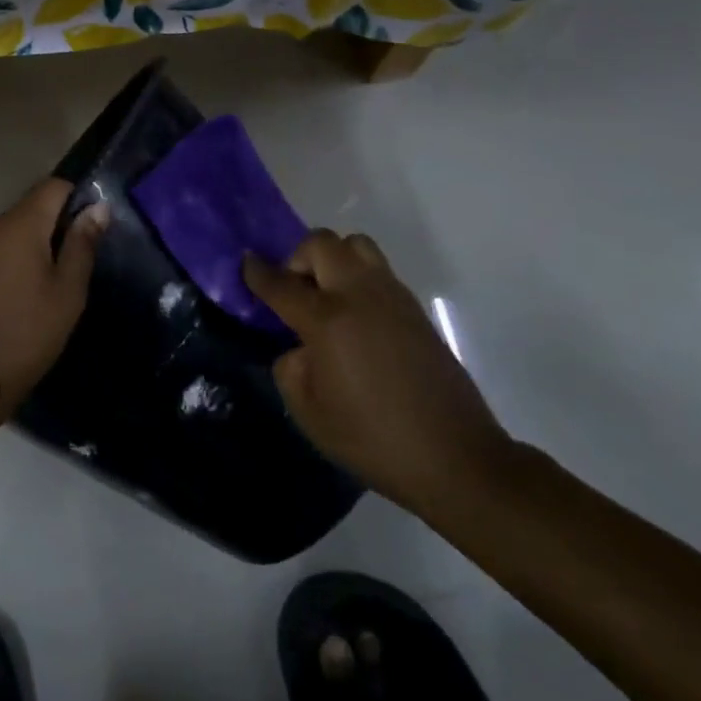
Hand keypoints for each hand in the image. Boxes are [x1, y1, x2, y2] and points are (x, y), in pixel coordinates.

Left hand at [0, 178, 107, 411]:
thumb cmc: (28, 334)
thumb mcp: (68, 291)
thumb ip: (82, 244)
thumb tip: (98, 207)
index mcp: (19, 226)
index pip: (52, 186)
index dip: (77, 197)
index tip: (93, 225)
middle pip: (31, 206)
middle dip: (57, 222)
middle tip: (78, 258)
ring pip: (12, 228)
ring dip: (35, 241)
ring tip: (53, 278)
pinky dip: (14, 256)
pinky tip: (24, 290)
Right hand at [245, 231, 514, 518]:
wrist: (455, 457)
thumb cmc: (372, 439)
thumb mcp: (309, 412)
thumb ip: (291, 366)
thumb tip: (299, 346)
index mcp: (327, 320)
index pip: (281, 282)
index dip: (257, 271)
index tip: (245, 262)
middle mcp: (359, 295)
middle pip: (322, 243)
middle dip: (298, 257)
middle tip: (295, 290)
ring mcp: (393, 298)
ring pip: (357, 245)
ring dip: (333, 260)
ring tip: (328, 297)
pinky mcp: (416, 310)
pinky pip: (378, 271)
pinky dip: (358, 278)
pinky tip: (356, 318)